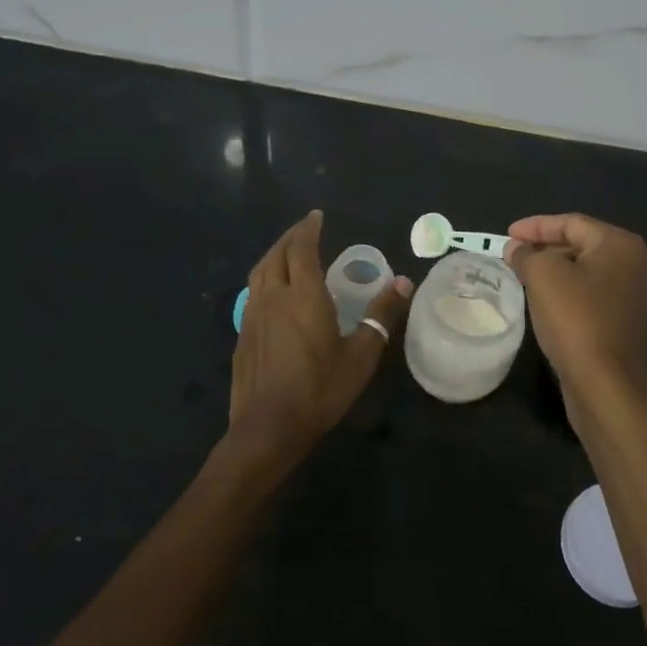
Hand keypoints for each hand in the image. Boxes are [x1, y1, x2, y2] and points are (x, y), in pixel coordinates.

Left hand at [223, 211, 411, 477]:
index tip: (316, 216)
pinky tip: (273, 291)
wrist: (267, 429)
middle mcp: (275, 297)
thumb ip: (380, 316)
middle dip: (290, 237)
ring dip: (274, 254)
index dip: (308, 229)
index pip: (302, 248)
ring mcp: (254, 316)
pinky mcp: (243, 335)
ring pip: (260, 272)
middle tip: (304, 229)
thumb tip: (403, 282)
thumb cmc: (319, 390)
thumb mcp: (360, 356)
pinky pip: (253, 292)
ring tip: (287, 252)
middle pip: (277, 255)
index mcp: (304, 296)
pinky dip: (264, 278)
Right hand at [505, 213, 646, 426]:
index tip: (508, 235)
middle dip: (547, 248)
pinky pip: (598, 297)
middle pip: (584, 245)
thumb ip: (526, 254)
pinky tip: (551, 305)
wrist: (608, 389)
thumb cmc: (576, 320)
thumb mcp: (542, 276)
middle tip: (516, 256)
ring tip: (528, 278)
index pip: (572, 223)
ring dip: (559, 272)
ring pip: (591, 273)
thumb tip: (516, 248)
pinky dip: (574, 294)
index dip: (535, 226)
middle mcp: (640, 266)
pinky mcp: (634, 326)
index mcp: (622, 245)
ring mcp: (641, 298)